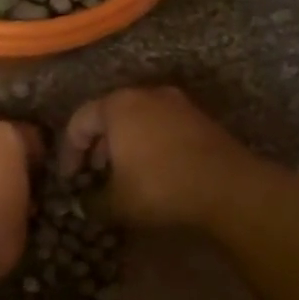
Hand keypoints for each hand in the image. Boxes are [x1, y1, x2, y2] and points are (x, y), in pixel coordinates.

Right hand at [60, 87, 259, 228]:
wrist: (229, 187)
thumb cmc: (161, 187)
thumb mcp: (117, 203)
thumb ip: (93, 201)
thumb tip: (85, 204)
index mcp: (117, 105)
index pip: (79, 122)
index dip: (69, 152)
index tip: (69, 180)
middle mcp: (145, 94)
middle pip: (109, 115)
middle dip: (98, 145)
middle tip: (94, 173)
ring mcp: (177, 103)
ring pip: (138, 119)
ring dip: (125, 144)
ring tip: (124, 174)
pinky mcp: (200, 118)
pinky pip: (162, 126)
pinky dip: (150, 143)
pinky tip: (154, 171)